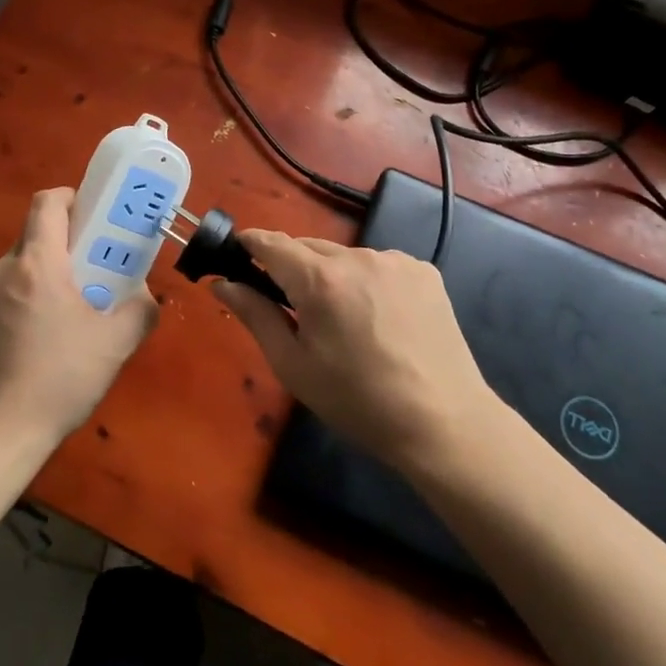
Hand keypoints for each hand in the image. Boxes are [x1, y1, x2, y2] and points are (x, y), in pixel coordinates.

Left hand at [0, 188, 159, 452]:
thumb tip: (145, 294)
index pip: (47, 203)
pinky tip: (26, 340)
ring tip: (56, 316)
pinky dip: (14, 302)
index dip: (70, 198)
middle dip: (60, 246)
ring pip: (14, 268)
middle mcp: (1, 269)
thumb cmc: (62, 380)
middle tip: (85, 274)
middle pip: (32, 237)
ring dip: (36, 277)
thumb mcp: (116, 345)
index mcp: (38, 264)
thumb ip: (141, 310)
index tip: (89, 215)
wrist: (0, 432)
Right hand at [213, 232, 496, 473]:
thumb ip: (255, 315)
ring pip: (345, 256)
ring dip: (333, 276)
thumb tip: (222, 283)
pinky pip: (379, 265)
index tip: (238, 257)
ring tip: (345, 322)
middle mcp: (357, 256)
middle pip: (308, 247)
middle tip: (294, 310)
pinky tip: (381, 319)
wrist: (443, 424)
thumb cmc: (357, 402)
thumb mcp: (293, 366)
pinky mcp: (424, 271)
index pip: (271, 242)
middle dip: (292, 268)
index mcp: (319, 279)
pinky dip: (368, 282)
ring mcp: (395, 260)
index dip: (250, 245)